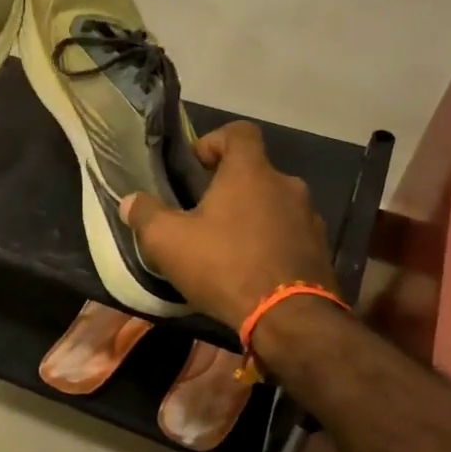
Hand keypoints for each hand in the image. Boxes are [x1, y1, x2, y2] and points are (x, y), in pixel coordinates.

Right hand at [119, 122, 337, 330]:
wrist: (290, 319)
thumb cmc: (225, 266)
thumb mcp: (168, 242)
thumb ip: (146, 215)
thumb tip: (130, 202)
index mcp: (250, 172)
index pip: (239, 132)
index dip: (215, 141)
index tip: (196, 166)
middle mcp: (286, 185)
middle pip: (254, 172)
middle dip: (228, 188)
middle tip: (202, 214)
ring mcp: (309, 218)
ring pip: (273, 205)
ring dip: (251, 217)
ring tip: (226, 247)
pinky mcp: (319, 250)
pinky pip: (289, 234)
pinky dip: (270, 243)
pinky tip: (250, 271)